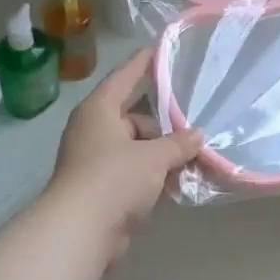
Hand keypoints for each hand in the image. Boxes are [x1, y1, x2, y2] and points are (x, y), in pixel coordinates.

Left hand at [48, 50, 204, 260]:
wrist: (81, 230)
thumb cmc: (114, 179)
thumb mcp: (153, 157)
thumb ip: (178, 144)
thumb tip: (197, 135)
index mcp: (99, 110)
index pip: (125, 77)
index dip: (144, 63)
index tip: (161, 49)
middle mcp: (94, 130)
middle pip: (134, 117)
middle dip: (164, 124)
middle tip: (196, 125)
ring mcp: (95, 161)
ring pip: (136, 148)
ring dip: (161, 154)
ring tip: (194, 156)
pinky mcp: (101, 189)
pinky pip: (133, 173)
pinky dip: (152, 176)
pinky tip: (177, 182)